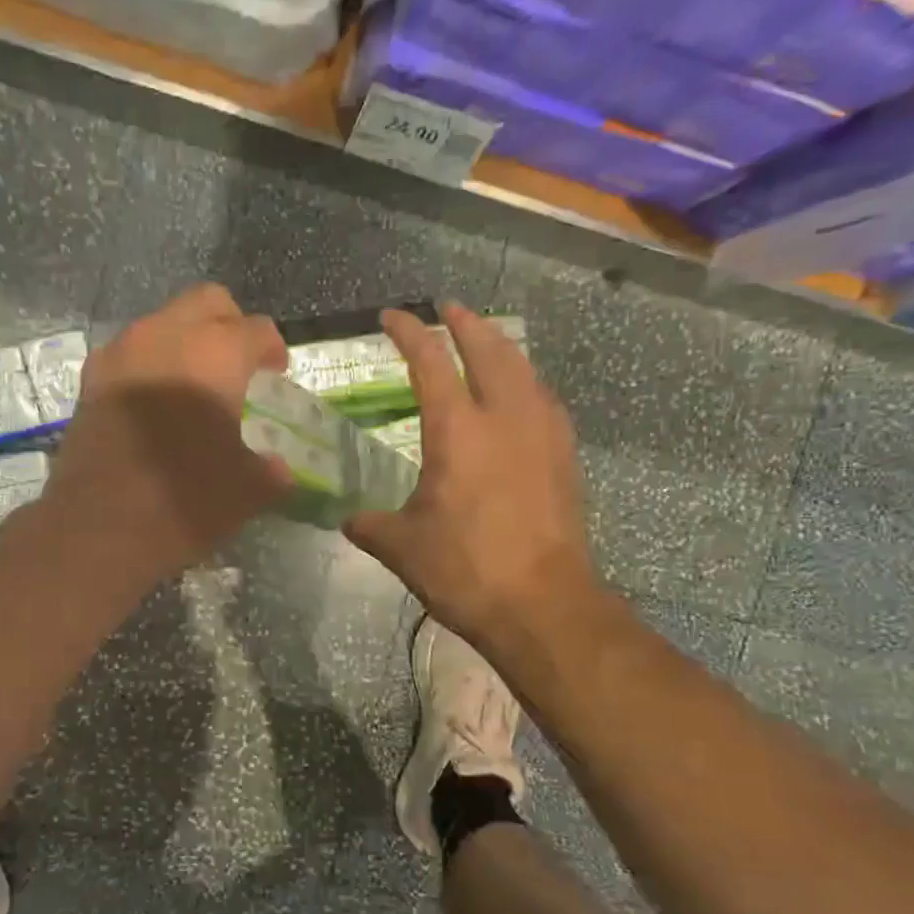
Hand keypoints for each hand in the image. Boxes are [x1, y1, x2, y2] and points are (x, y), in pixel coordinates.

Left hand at [41, 284, 290, 593]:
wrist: (98, 528)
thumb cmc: (186, 501)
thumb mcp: (249, 491)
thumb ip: (272, 470)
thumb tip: (278, 468)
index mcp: (216, 353)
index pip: (258, 330)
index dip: (274, 350)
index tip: (276, 375)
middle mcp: (166, 336)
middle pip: (208, 302)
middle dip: (230, 326)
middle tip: (239, 365)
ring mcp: (121, 353)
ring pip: (163, 322)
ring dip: (186, 342)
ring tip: (195, 385)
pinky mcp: (91, 379)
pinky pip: (130, 352)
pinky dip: (150, 364)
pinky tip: (156, 404)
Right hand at [345, 303, 602, 653]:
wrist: (543, 606)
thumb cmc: (466, 570)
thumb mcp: (402, 548)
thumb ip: (370, 525)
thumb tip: (348, 520)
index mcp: (458, 430)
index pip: (430, 362)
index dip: (409, 333)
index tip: (392, 316)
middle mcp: (505, 417)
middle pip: (489, 348)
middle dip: (466, 321)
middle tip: (448, 308)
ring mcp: (543, 433)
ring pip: (524, 368)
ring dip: (500, 347)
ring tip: (485, 341)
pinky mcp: (565, 457)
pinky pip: (544, 399)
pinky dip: (526, 382)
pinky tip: (521, 396)